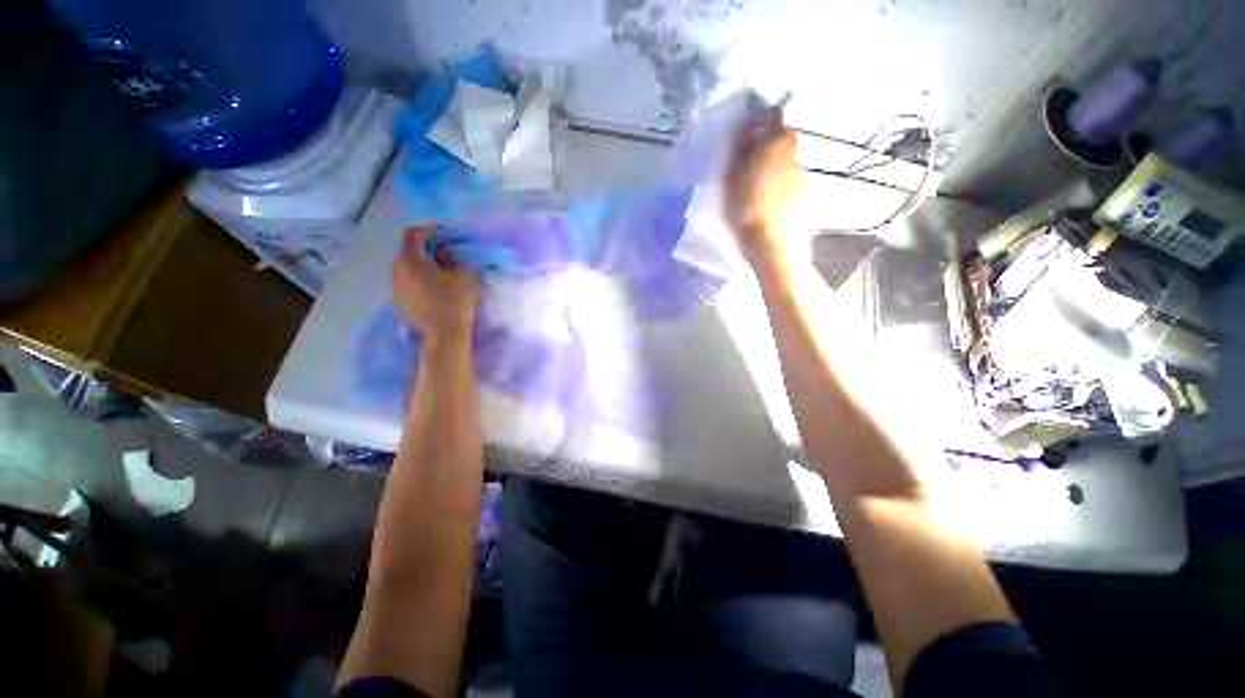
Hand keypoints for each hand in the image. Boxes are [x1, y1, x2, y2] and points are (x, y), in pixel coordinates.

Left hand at [392, 225, 476, 342]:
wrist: (445, 334)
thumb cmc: (456, 300)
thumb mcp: (464, 275)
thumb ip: (454, 259)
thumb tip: (446, 254)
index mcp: (410, 260)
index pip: (413, 235)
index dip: (429, 230)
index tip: (444, 233)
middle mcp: (396, 271)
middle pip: (407, 252)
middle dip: (426, 249)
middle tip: (444, 253)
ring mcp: (395, 289)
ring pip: (406, 269)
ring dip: (422, 266)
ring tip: (440, 272)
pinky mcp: (399, 303)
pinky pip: (407, 284)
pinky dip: (418, 281)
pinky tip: (434, 289)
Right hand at [724, 107, 806, 266]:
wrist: (773, 244)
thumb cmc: (746, 210)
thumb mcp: (733, 179)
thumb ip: (740, 151)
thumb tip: (745, 128)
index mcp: (774, 145)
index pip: (772, 116)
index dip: (761, 118)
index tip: (750, 128)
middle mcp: (794, 154)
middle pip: (785, 139)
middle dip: (771, 143)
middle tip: (753, 159)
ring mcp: (803, 175)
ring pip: (789, 161)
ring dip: (777, 165)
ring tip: (761, 186)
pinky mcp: (807, 195)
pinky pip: (793, 181)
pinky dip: (783, 184)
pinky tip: (772, 201)